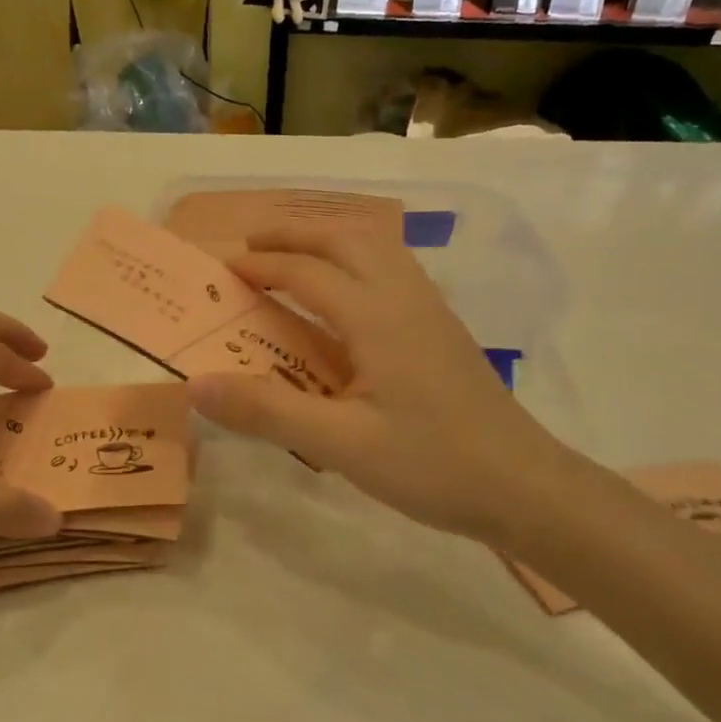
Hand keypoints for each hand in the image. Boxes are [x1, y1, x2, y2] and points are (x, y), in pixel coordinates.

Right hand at [188, 225, 570, 542]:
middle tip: (251, 246)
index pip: (306, 273)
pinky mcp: (442, 329)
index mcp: (377, 316)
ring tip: (293, 258)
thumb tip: (196, 383)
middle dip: (294, 234)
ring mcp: (430, 309)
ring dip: (329, 241)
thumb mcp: (341, 444)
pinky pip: (392, 270)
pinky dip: (356, 260)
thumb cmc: (431, 465)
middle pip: (345, 239)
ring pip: (376, 247)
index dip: (260, 266)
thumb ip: (266, 410)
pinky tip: (346, 296)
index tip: (221, 268)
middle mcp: (404, 297)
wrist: (524, 487)